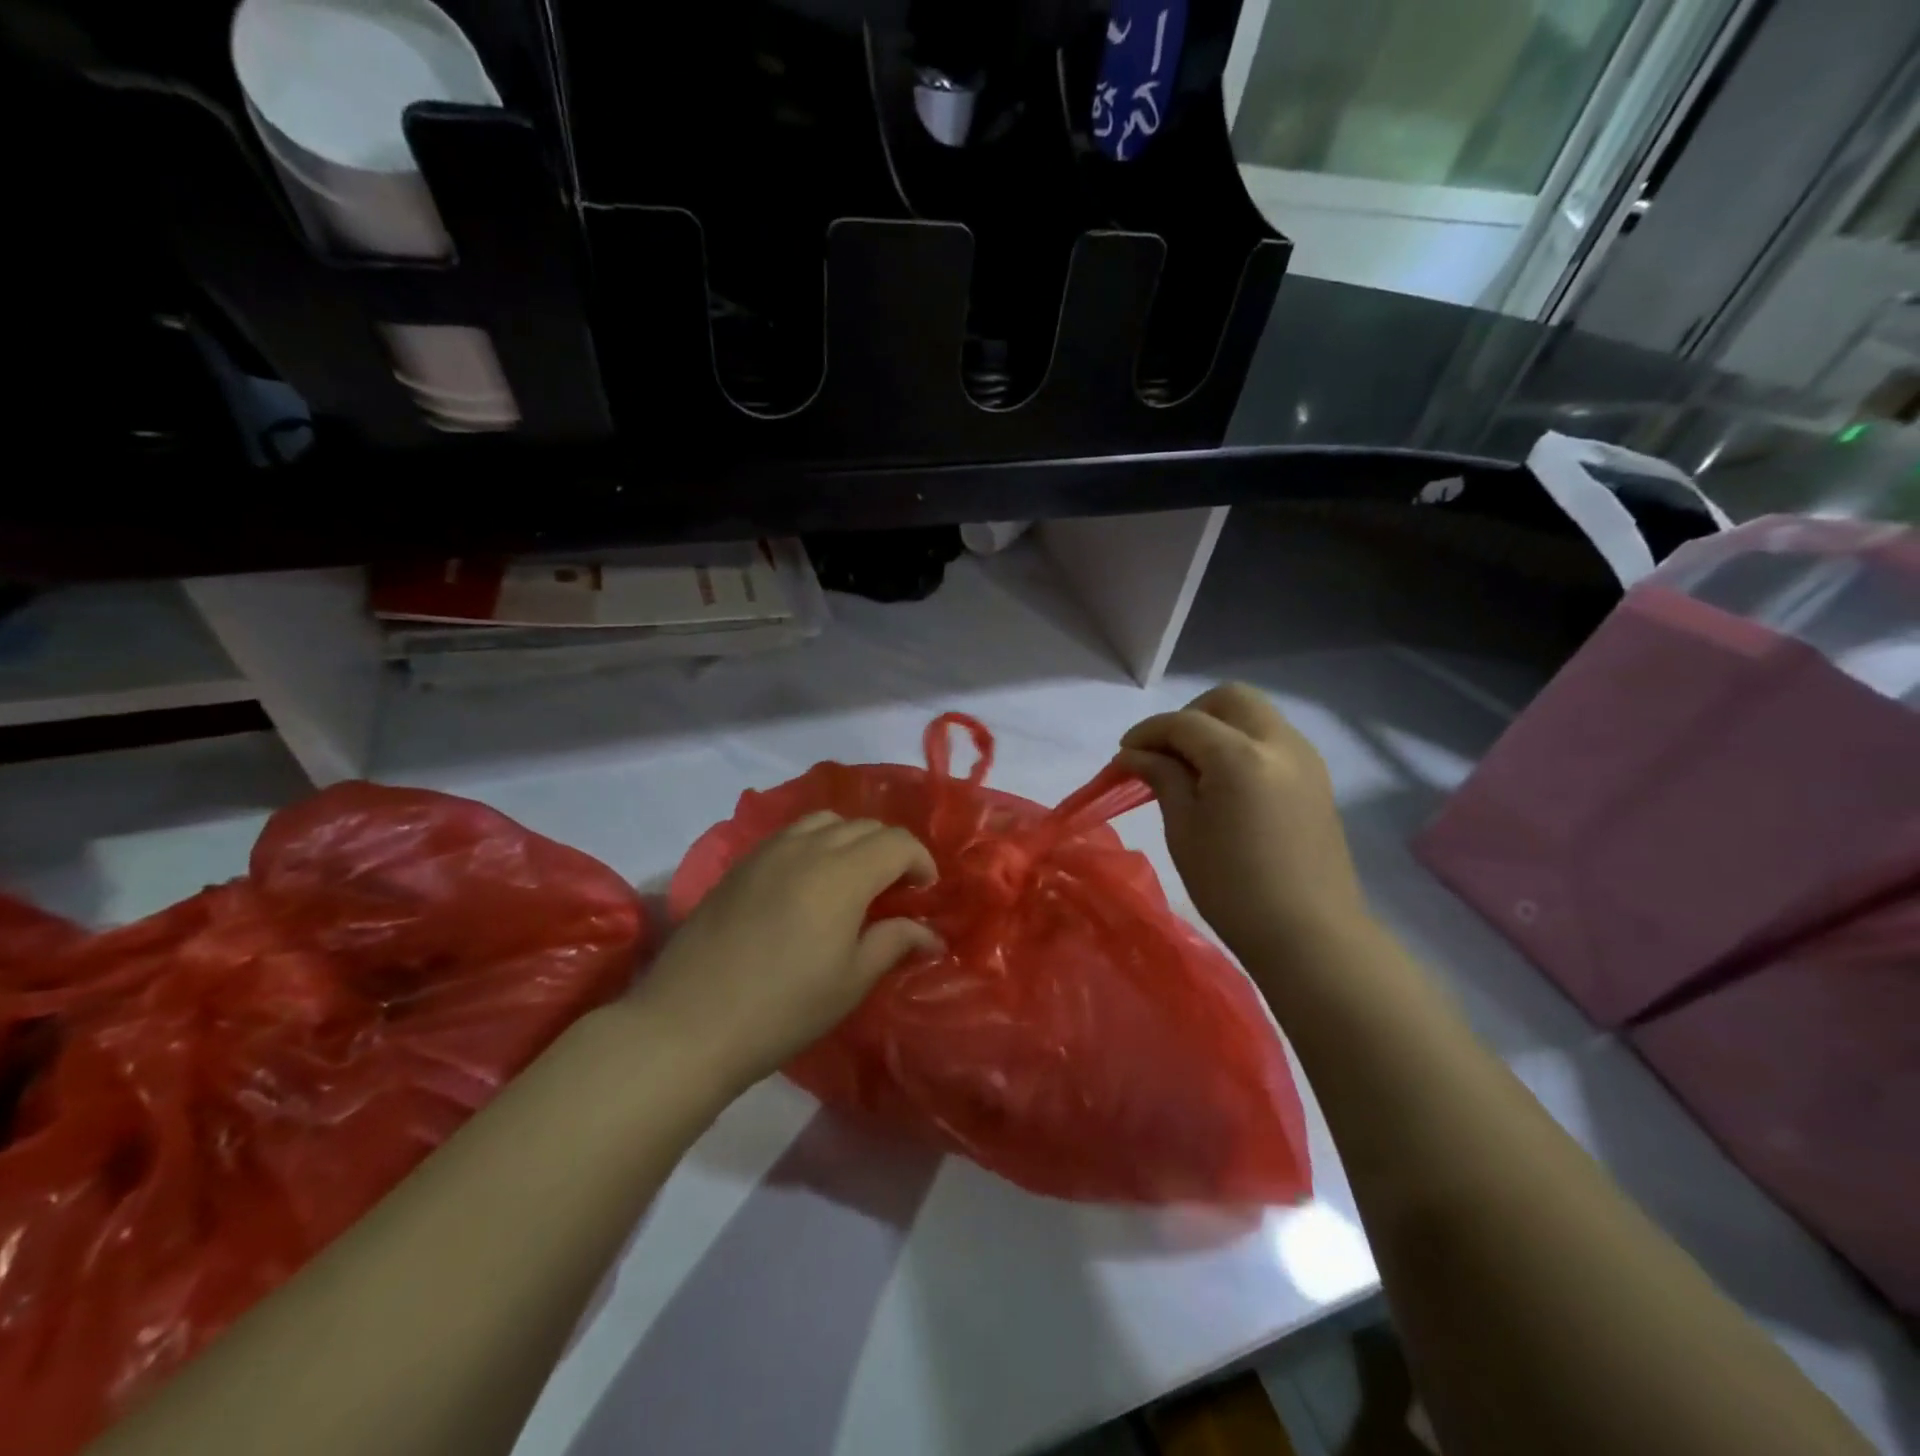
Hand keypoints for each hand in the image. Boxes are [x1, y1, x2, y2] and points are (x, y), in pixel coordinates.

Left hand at [634, 813, 941, 1090]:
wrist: (689, 1023)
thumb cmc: (783, 1008)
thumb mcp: (851, 980)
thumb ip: (895, 942)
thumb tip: (930, 934)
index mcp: (843, 873)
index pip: (898, 842)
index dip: (920, 861)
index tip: (924, 893)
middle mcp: (808, 847)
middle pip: (865, 826)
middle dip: (891, 850)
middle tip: (895, 891)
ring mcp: (769, 850)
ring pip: (827, 821)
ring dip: (852, 840)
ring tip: (853, 878)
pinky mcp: (741, 863)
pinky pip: (792, 833)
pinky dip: (816, 843)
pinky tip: (809, 882)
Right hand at [1118, 683, 1368, 957]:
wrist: (1309, 935)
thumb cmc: (1232, 887)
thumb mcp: (1184, 829)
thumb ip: (1161, 777)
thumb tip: (1135, 753)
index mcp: (1241, 756)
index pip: (1185, 722)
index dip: (1148, 732)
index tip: (1123, 754)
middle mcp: (1280, 743)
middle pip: (1230, 699)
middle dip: (1190, 715)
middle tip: (1165, 752)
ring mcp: (1306, 759)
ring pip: (1256, 716)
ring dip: (1219, 727)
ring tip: (1193, 768)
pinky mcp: (1317, 780)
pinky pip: (1274, 740)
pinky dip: (1243, 744)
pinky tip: (1226, 783)